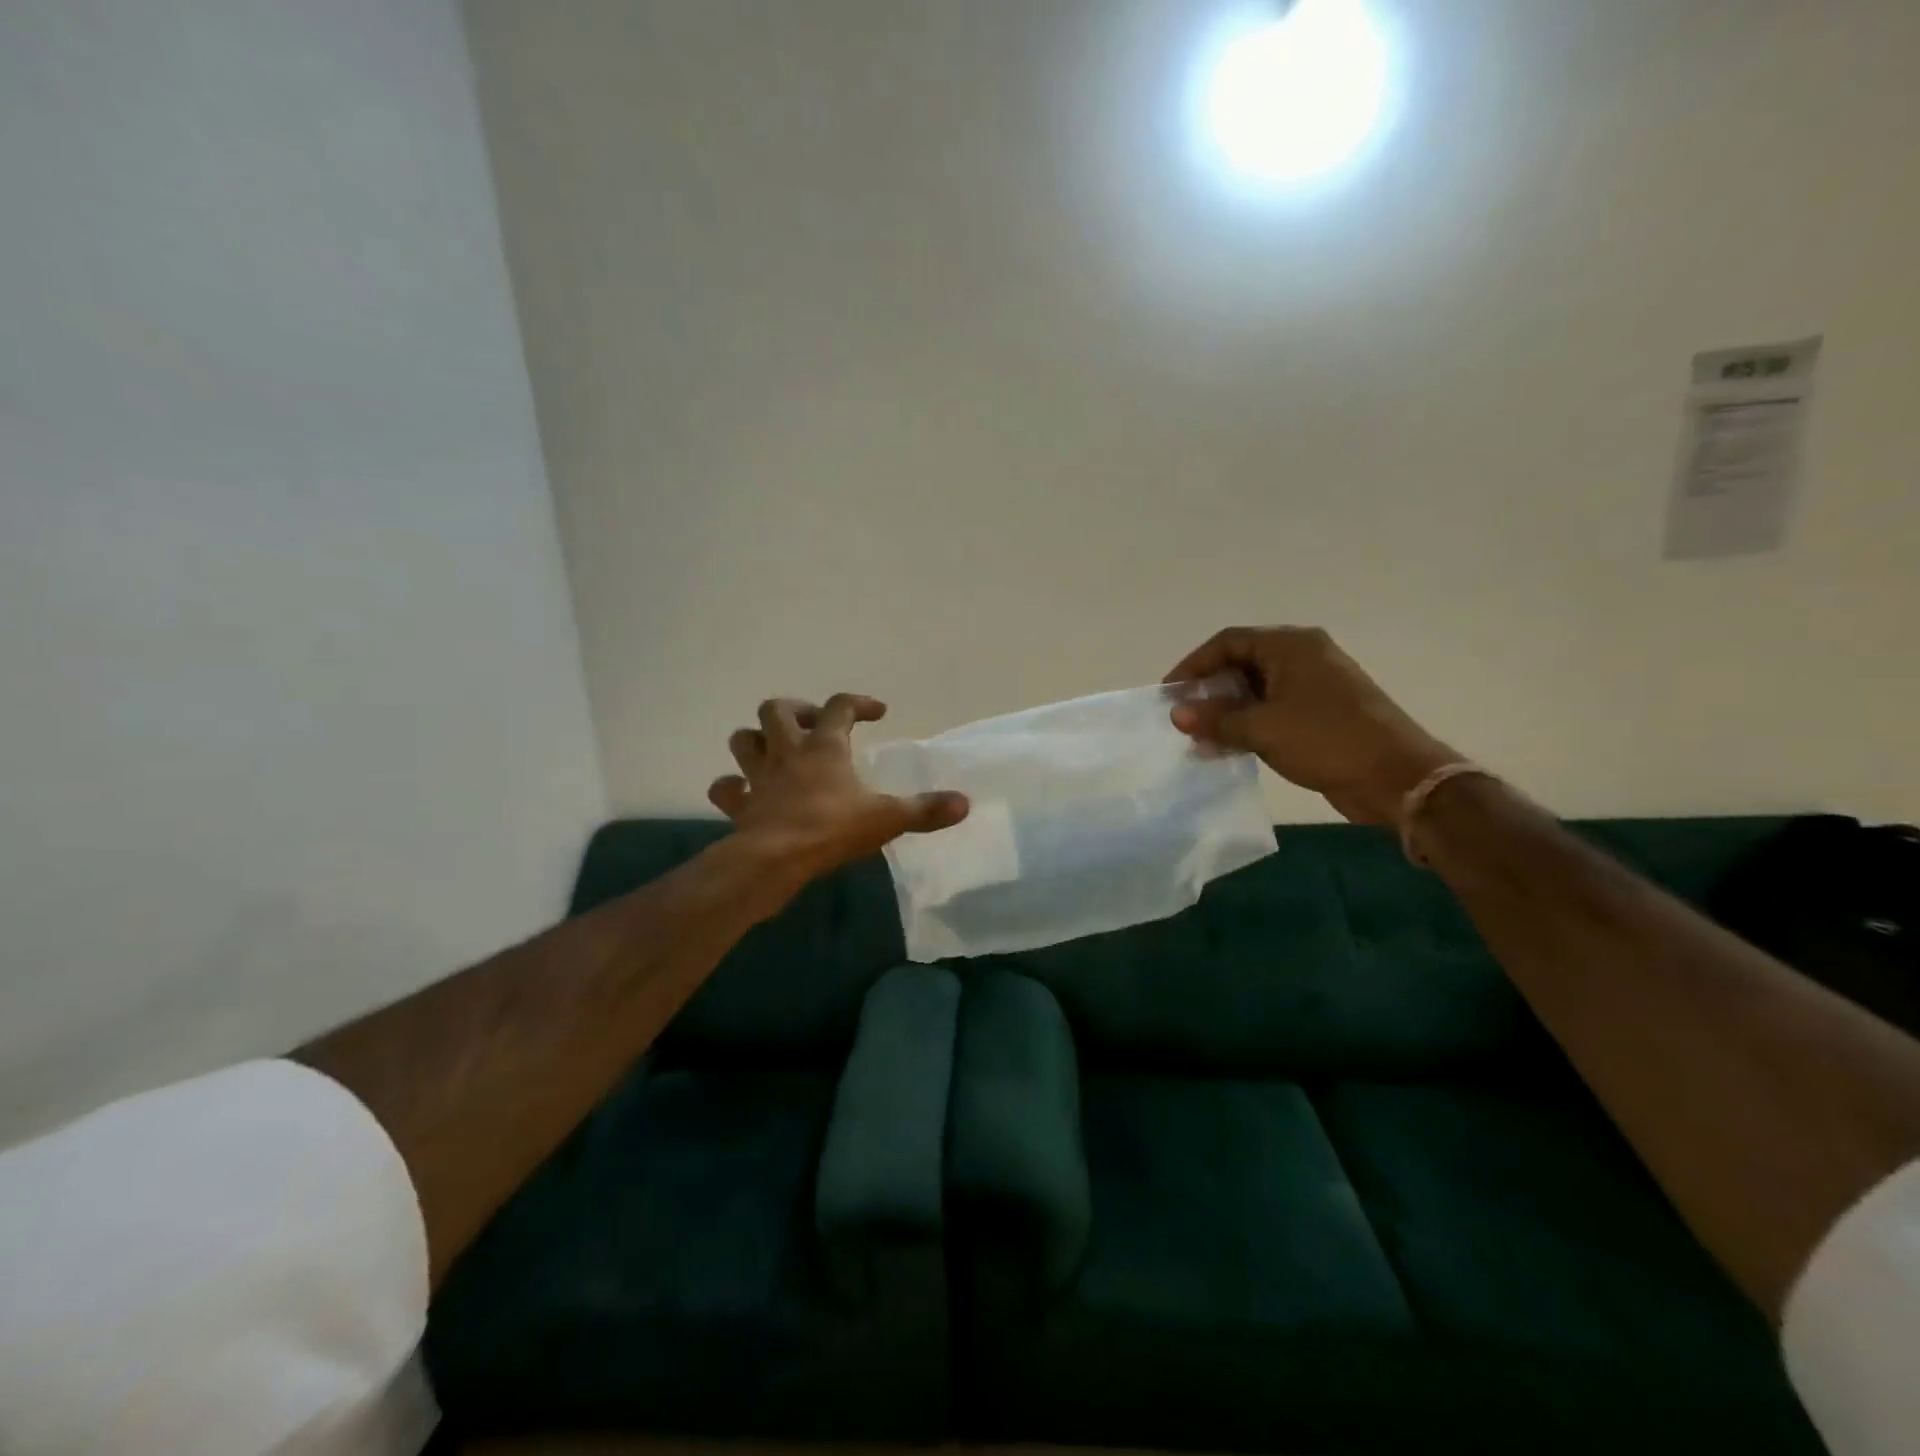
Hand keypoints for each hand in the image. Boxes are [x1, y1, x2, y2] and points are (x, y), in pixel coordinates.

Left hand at [709, 694, 968, 886]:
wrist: (774, 861)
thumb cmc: (831, 830)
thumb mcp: (887, 818)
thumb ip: (925, 810)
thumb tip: (965, 803)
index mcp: (825, 747)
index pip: (840, 706)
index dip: (859, 703)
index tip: (878, 713)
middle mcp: (787, 752)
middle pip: (777, 710)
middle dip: (795, 711)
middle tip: (815, 727)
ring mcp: (758, 777)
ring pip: (743, 739)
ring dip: (757, 739)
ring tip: (777, 751)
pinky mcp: (739, 805)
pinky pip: (725, 788)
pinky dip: (732, 787)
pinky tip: (746, 794)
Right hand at [1164, 627, 1457, 824]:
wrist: (1396, 777)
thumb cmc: (1326, 739)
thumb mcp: (1262, 728)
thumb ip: (1216, 718)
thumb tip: (1177, 713)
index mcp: (1290, 646)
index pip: (1228, 642)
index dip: (1194, 665)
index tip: (1169, 692)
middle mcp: (1302, 657)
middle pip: (1241, 664)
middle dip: (1209, 691)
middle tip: (1183, 717)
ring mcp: (1314, 686)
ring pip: (1256, 691)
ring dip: (1226, 713)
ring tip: (1198, 738)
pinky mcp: (1320, 714)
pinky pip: (1272, 712)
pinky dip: (1247, 726)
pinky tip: (1224, 750)